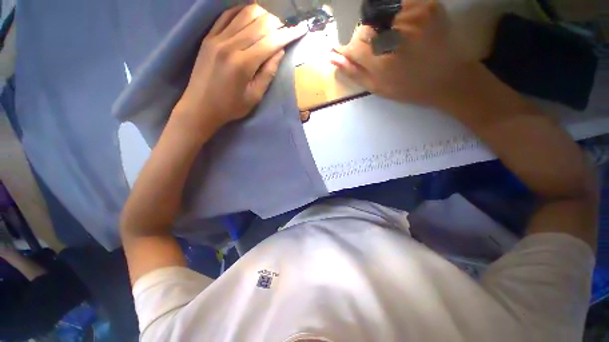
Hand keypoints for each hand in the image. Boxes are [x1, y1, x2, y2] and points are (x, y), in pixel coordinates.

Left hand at [174, 5, 307, 129]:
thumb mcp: (254, 97)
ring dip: (262, 15)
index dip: (289, 34)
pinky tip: (251, 16)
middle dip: (277, 23)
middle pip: (259, 23)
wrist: (200, 106)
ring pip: (244, 14)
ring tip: (271, 23)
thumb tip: (279, 52)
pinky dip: (242, 12)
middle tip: (286, 29)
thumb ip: (268, 73)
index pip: (271, 42)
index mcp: (243, 63)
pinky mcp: (209, 37)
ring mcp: (217, 38)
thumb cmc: (231, 107)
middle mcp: (230, 45)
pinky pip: (227, 15)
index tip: (301, 29)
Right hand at [330, 0, 473, 106]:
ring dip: (380, 27)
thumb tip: (332, 57)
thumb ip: (354, 72)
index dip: (352, 51)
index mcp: (383, 62)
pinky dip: (396, 16)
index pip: (354, 46)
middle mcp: (396, 35)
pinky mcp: (428, 4)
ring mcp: (414, 16)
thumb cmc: (409, 88)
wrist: (449, 78)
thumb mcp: (378, 87)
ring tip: (394, 41)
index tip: (356, 55)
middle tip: (380, 51)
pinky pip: (399, 4)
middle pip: (366, 28)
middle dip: (366, 39)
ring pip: (380, 14)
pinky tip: (404, 29)